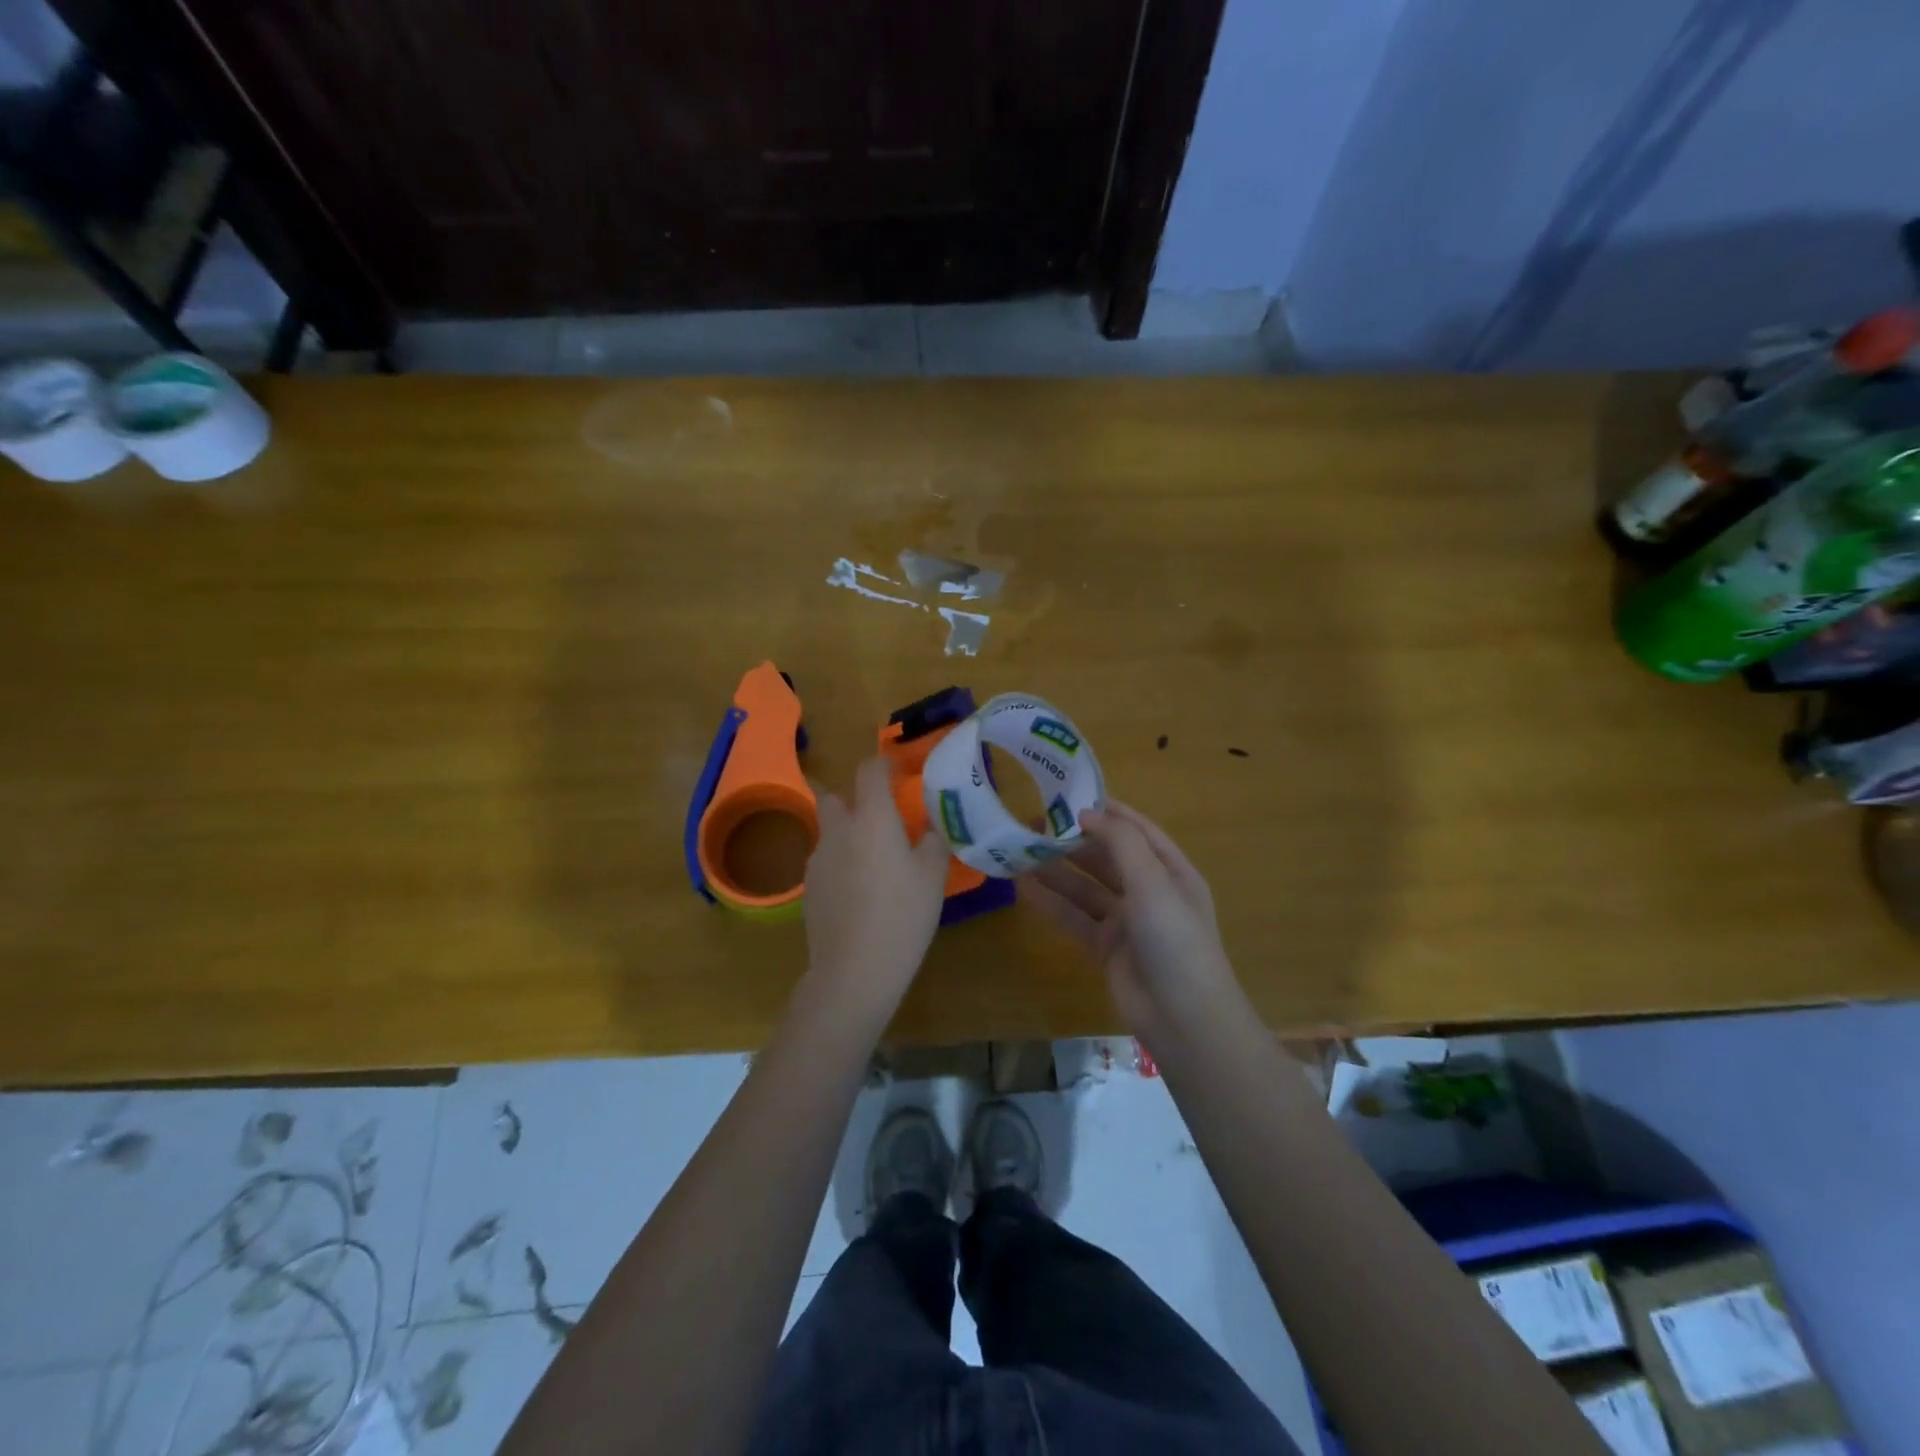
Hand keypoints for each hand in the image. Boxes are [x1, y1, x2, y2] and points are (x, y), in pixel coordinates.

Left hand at [802, 756, 951, 1008]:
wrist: (854, 969)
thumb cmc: (903, 914)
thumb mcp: (932, 876)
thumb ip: (932, 841)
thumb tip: (928, 826)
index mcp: (871, 818)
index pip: (868, 771)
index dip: (881, 764)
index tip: (895, 770)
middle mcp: (838, 830)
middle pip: (832, 796)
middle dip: (851, 797)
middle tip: (878, 816)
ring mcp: (817, 860)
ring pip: (829, 832)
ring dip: (846, 833)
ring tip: (873, 862)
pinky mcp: (808, 888)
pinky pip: (826, 862)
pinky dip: (840, 864)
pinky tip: (858, 893)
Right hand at [1024, 800, 1242, 1039]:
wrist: (1183, 1019)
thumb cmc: (1175, 941)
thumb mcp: (1153, 883)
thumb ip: (1121, 843)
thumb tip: (1087, 814)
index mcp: (1172, 872)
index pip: (1138, 831)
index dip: (1108, 813)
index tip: (1070, 798)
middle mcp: (1149, 892)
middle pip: (1107, 857)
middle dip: (1074, 841)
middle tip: (1034, 824)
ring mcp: (1126, 922)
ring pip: (1086, 888)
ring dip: (1057, 870)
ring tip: (1022, 851)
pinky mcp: (1105, 948)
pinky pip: (1074, 918)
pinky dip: (1052, 903)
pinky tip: (1024, 888)